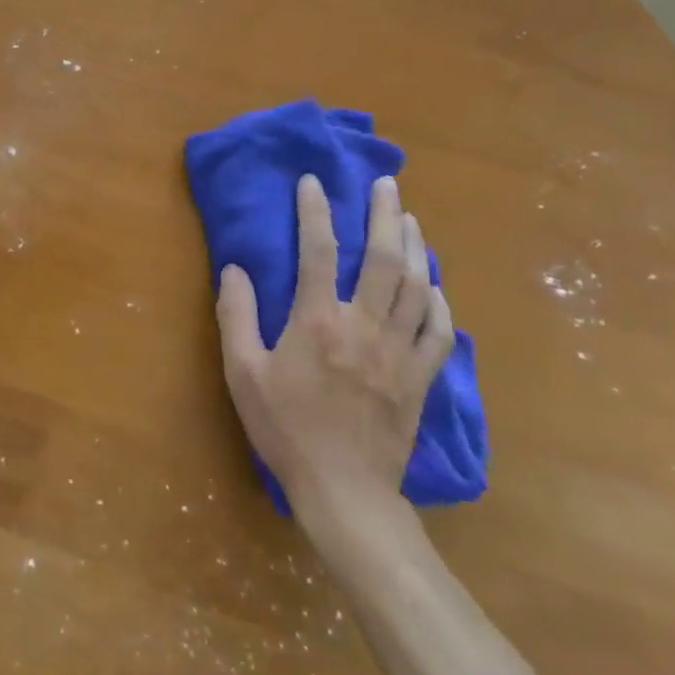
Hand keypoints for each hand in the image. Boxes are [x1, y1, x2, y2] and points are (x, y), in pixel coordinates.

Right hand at [215, 174, 453, 544]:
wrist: (344, 492)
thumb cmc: (286, 428)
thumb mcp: (243, 373)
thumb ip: (236, 315)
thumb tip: (235, 268)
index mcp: (317, 321)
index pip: (317, 251)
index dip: (315, 211)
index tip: (313, 182)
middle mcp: (363, 325)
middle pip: (382, 258)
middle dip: (384, 214)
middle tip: (385, 184)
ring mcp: (399, 351)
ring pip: (417, 286)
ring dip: (414, 246)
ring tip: (409, 218)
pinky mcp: (420, 378)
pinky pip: (440, 331)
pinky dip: (439, 301)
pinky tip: (434, 285)